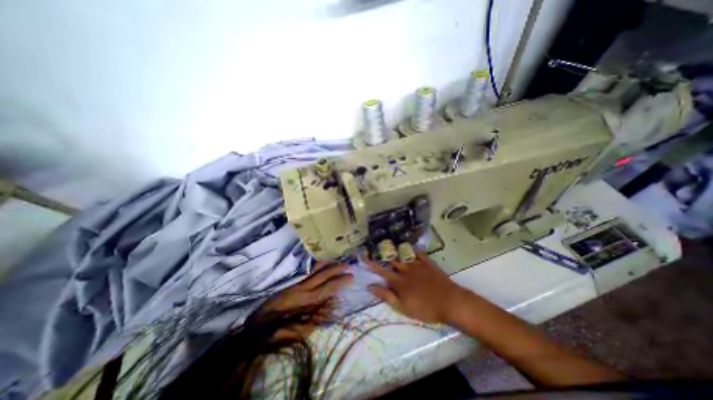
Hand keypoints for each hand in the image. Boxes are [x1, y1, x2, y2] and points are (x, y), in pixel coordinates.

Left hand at [259, 262, 352, 337]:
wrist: (254, 325)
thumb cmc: (279, 331)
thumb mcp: (301, 331)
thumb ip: (318, 317)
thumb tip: (332, 303)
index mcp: (307, 301)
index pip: (329, 288)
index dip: (341, 281)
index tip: (351, 277)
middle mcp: (303, 287)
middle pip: (324, 274)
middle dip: (337, 269)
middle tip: (348, 265)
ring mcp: (295, 281)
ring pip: (314, 268)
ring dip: (327, 263)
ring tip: (336, 260)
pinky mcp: (288, 279)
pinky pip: (304, 268)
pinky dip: (314, 264)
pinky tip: (320, 262)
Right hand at [367, 250, 468, 323]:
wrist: (450, 302)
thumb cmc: (425, 309)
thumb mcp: (403, 307)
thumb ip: (386, 296)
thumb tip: (370, 286)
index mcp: (399, 282)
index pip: (381, 271)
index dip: (372, 265)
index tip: (364, 258)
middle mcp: (406, 270)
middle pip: (391, 261)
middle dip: (382, 256)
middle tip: (377, 251)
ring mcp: (417, 265)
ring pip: (403, 255)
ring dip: (395, 252)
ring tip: (389, 247)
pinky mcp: (428, 263)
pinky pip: (418, 253)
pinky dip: (412, 250)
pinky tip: (409, 247)